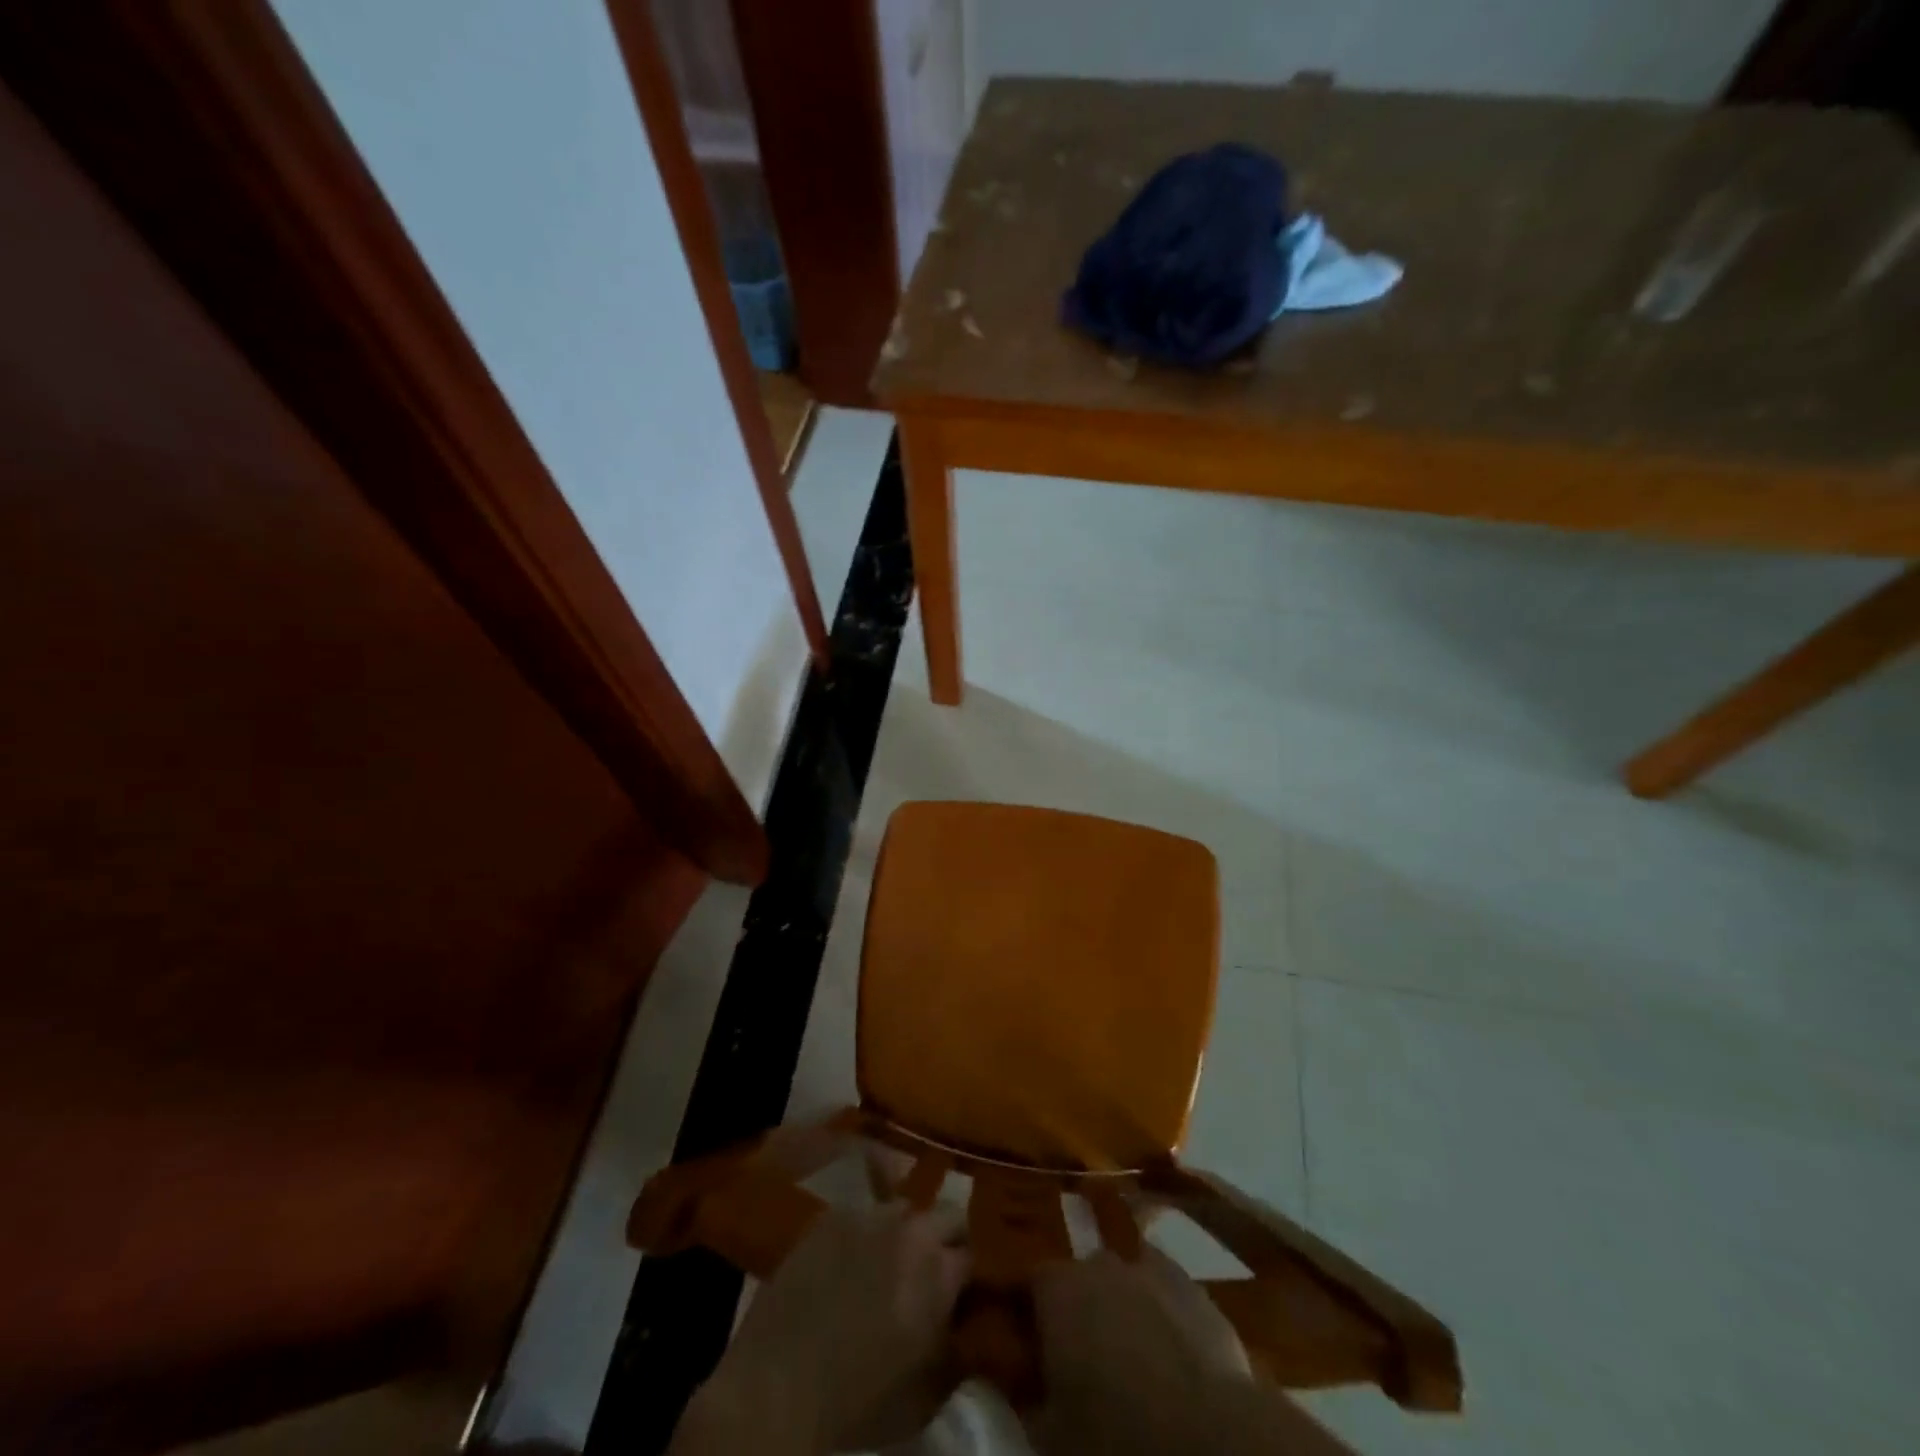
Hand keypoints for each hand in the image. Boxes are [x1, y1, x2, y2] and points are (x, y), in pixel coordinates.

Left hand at [688, 1204, 970, 1455]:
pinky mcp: (831, 1216)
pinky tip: (850, 1259)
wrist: (779, 1387)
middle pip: (948, 1214)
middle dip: (946, 1238)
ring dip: (905, 1230)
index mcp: (938, 1273)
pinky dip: (865, 1232)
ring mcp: (868, 1216)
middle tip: (931, 1268)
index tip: (962, 1289)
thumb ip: (955, 1345)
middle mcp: (910, 1231)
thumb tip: (966, 1323)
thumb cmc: (857, 1402)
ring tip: (888, 1260)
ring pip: (903, 1208)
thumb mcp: (926, 1390)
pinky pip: (862, 1212)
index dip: (968, 1273)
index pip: (974, 1253)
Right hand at [1024, 1246, 1251, 1455]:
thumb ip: (1027, 1397)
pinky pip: (1166, 1290)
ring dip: (1124, 1306)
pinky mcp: (1194, 1288)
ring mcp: (1151, 1269)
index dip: (1032, 1312)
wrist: (1208, 1442)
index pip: (1031, 1282)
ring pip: (1127, 1279)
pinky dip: (1163, 1312)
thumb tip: (1021, 1383)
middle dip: (1082, 1308)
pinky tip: (1171, 1350)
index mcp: (1058, 1289)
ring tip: (1132, 1355)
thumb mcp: (1049, 1436)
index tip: (1033, 1344)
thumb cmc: (1114, 1438)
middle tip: (1085, 1357)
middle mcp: (1100, 1263)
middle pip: (1082, 1276)